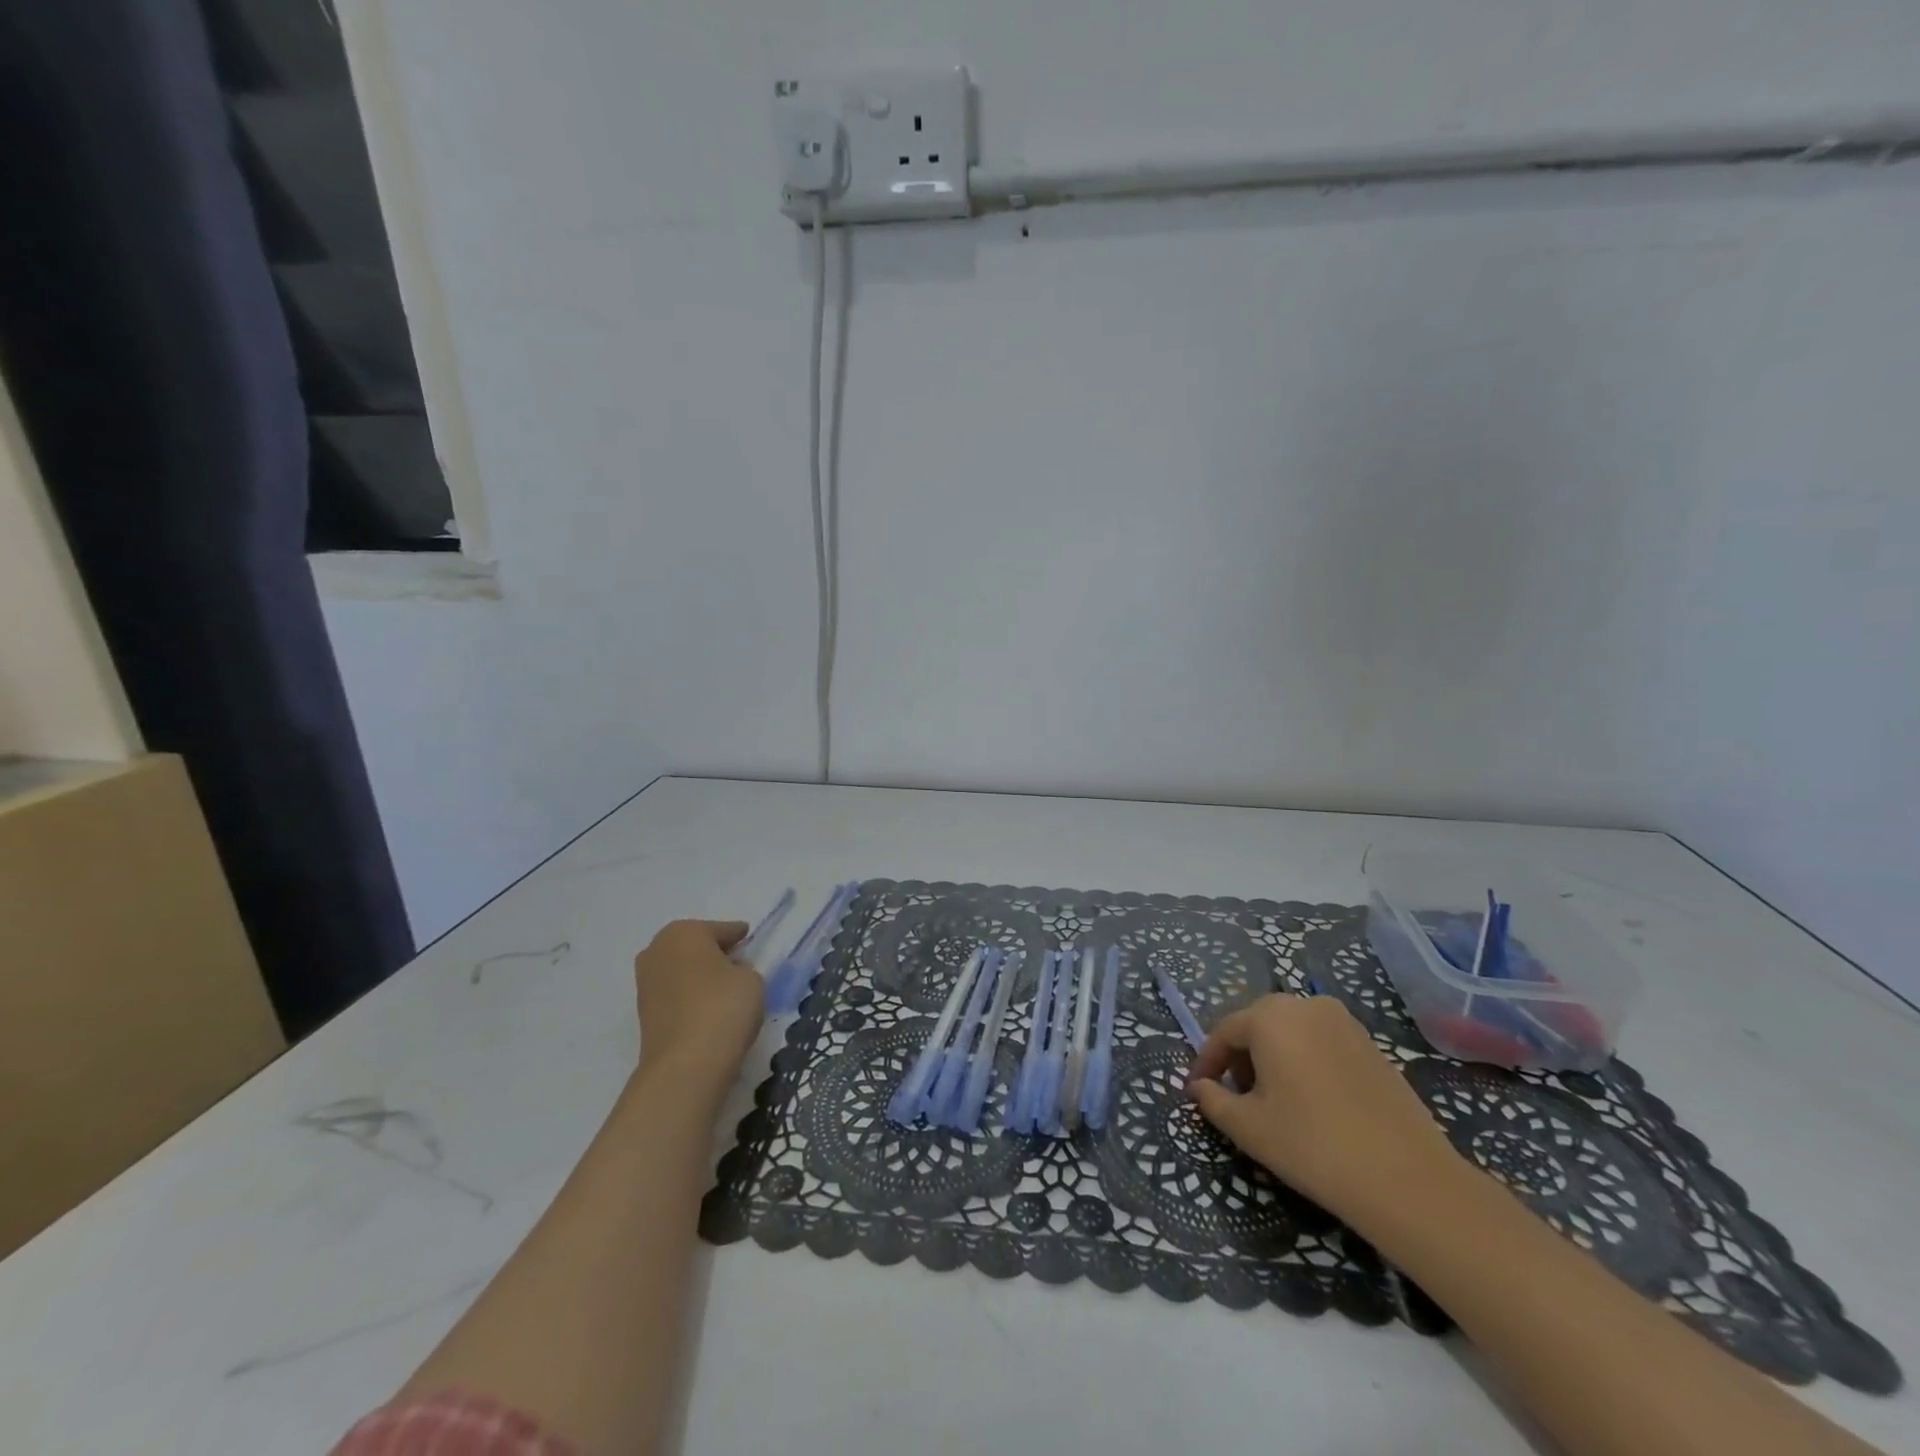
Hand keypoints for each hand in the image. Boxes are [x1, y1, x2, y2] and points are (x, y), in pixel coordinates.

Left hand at [633, 919, 762, 1095]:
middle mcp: (657, 951)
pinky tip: (708, 1009)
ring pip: (681, 970)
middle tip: (737, 964)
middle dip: (713, 953)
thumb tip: (728, 973)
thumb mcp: (752, 979)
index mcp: (684, 932)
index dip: (738, 936)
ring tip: (724, 990)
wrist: (685, 1066)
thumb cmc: (723, 1008)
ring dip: (699, 976)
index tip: (749, 940)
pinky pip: (675, 995)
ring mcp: (645, 983)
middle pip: (694, 946)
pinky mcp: (644, 1014)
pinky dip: (689, 997)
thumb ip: (742, 968)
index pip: (721, 930)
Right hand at [1187, 993, 1462, 1229]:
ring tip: (1274, 1100)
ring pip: (1291, 1031)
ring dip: (1273, 1056)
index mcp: (1270, 1016)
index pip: (1224, 1032)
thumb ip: (1213, 1100)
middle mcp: (1305, 1005)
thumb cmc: (1313, 1146)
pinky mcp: (1371, 1043)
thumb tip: (1200, 1087)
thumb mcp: (1248, 1127)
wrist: (1407, 1180)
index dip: (1207, 1062)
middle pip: (1257, 1024)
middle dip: (1240, 1056)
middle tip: (1236, 1095)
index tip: (1199, 1090)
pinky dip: (1305, 1060)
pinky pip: (1321, 1041)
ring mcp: (1343, 1021)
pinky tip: (1311, 1100)